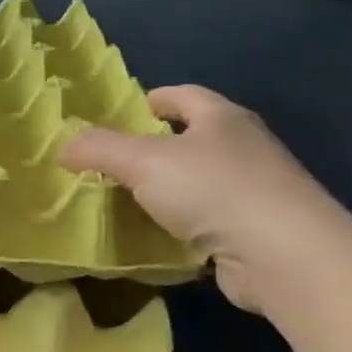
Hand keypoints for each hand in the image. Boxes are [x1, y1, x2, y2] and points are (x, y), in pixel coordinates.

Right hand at [61, 85, 351, 312]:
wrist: (287, 257)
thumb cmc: (214, 190)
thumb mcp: (143, 162)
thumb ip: (99, 149)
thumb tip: (63, 146)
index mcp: (221, 118)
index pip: (183, 95)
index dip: (152, 100)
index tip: (123, 115)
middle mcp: (243, 148)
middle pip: (193, 138)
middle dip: (155, 147)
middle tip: (114, 163)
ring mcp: (256, 191)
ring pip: (201, 182)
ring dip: (170, 190)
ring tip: (129, 202)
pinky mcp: (258, 232)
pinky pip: (210, 221)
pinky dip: (185, 227)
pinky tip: (160, 239)